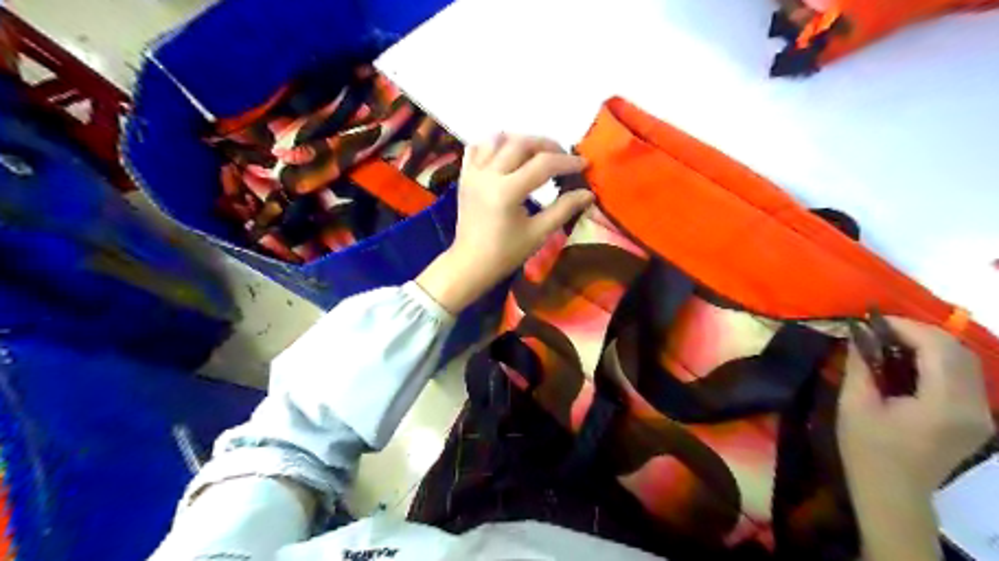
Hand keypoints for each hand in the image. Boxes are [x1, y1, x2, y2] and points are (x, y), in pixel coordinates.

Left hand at [416, 135, 591, 313]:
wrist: (470, 264)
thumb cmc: (505, 253)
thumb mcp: (538, 233)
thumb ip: (564, 209)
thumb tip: (588, 193)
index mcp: (507, 191)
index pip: (543, 164)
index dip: (567, 162)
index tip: (584, 164)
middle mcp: (488, 175)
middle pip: (521, 143)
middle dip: (547, 145)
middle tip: (563, 157)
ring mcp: (473, 173)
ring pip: (498, 139)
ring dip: (520, 140)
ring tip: (536, 153)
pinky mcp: (464, 176)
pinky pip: (477, 148)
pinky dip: (493, 145)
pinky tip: (506, 155)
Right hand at [836, 315, 994, 489]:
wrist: (892, 492)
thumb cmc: (867, 449)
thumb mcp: (854, 404)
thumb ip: (861, 365)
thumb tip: (858, 334)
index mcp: (944, 404)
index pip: (938, 349)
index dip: (906, 327)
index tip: (873, 321)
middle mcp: (973, 406)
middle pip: (957, 351)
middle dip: (918, 332)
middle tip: (880, 329)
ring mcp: (980, 414)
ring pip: (965, 361)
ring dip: (930, 345)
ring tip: (891, 341)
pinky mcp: (976, 419)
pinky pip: (964, 377)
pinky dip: (938, 361)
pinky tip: (909, 362)